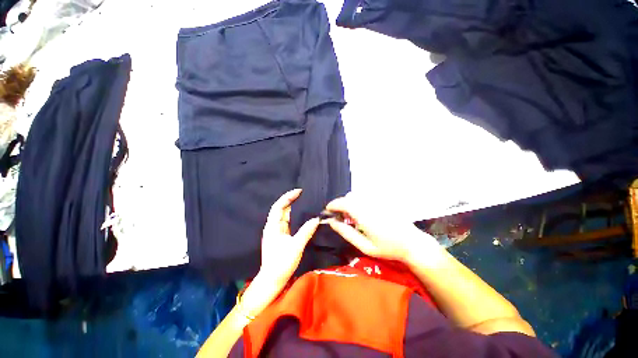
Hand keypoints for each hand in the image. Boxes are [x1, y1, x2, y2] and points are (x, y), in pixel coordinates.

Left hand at [257, 188, 319, 286]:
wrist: (272, 280)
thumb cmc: (281, 263)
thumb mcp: (296, 246)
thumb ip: (306, 231)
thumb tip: (316, 219)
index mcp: (273, 226)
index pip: (279, 206)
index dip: (288, 197)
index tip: (299, 191)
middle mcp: (273, 227)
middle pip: (281, 209)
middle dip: (290, 200)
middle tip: (302, 194)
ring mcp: (276, 232)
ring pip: (284, 215)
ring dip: (292, 207)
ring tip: (303, 201)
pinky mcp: (280, 237)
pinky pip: (287, 222)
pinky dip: (293, 216)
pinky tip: (300, 215)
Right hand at [324, 193, 438, 262]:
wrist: (412, 243)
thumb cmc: (387, 248)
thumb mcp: (364, 246)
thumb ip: (346, 233)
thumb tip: (332, 222)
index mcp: (363, 214)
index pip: (342, 203)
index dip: (332, 205)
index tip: (327, 211)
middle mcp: (369, 203)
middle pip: (348, 197)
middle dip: (341, 205)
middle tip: (341, 218)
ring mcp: (377, 200)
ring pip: (356, 196)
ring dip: (350, 203)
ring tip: (353, 218)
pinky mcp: (382, 200)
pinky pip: (365, 197)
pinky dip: (359, 202)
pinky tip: (364, 214)